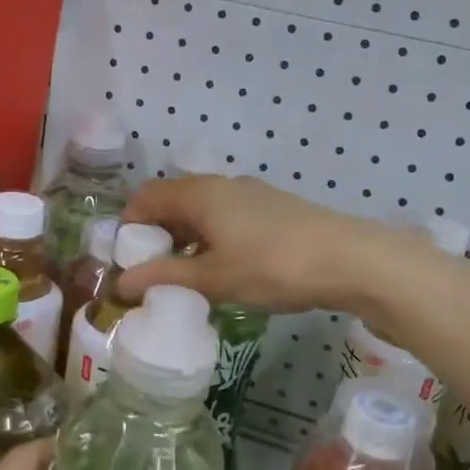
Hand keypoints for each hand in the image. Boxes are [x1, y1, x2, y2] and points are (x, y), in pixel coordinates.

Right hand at [120, 174, 407, 314]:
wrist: (349, 259)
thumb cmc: (272, 266)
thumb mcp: (213, 278)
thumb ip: (165, 277)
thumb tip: (121, 284)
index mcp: (200, 194)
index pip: (147, 197)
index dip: (130, 226)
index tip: (127, 261)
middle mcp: (222, 185)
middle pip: (174, 201)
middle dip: (158, 236)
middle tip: (154, 274)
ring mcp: (251, 195)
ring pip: (203, 212)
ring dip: (187, 240)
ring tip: (187, 278)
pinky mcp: (273, 209)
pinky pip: (228, 218)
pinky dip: (213, 240)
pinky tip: (225, 270)